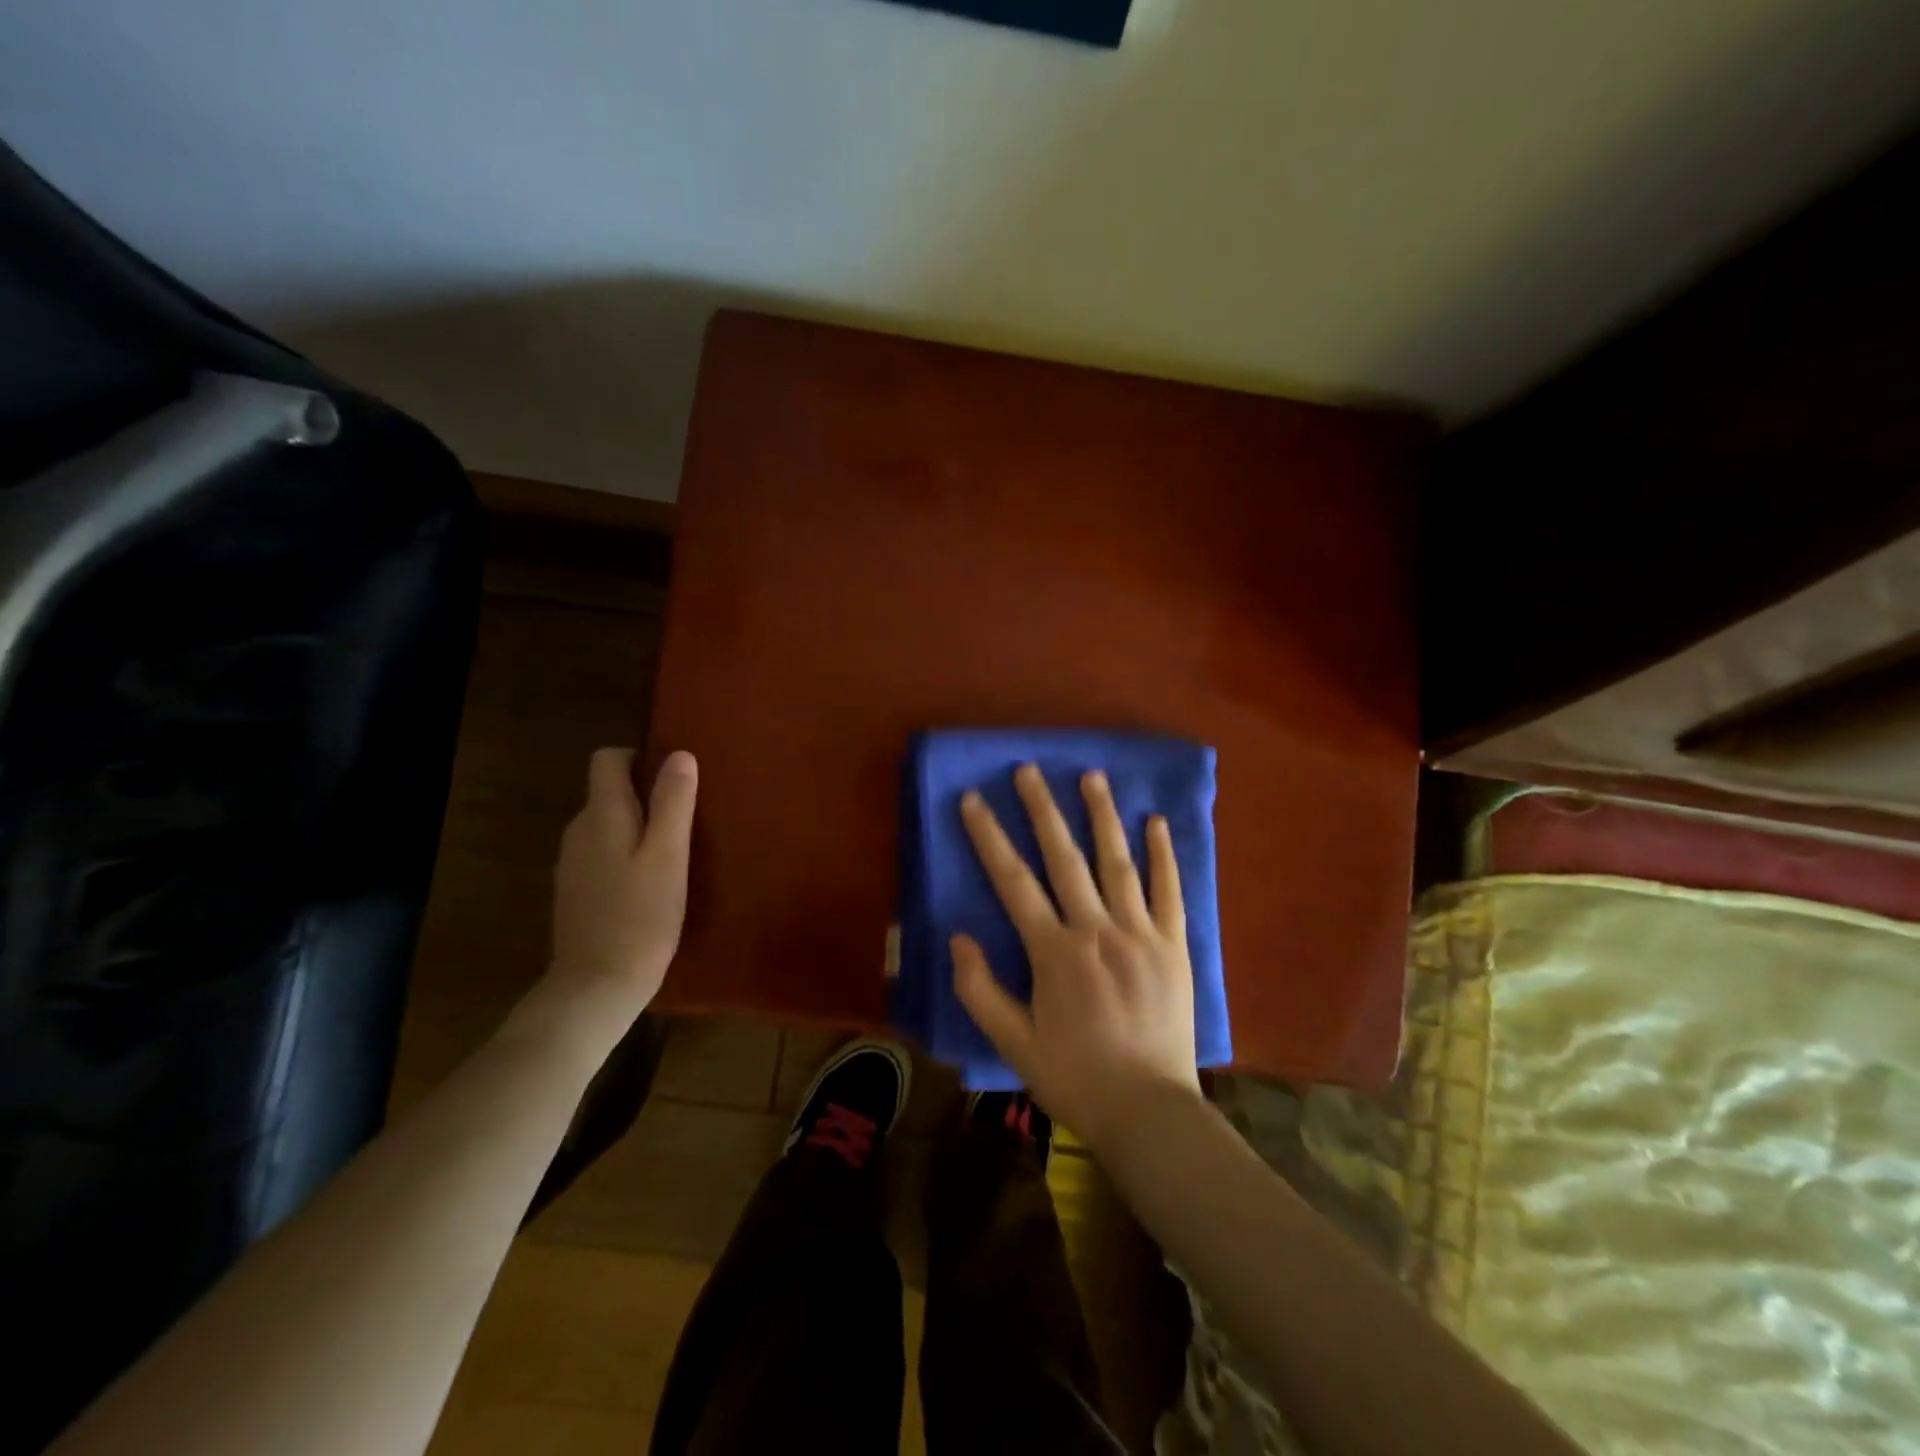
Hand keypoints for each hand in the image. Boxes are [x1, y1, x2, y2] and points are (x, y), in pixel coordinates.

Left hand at [548, 748, 697, 1025]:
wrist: (596, 985)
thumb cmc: (641, 916)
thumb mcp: (669, 855)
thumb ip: (673, 802)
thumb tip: (680, 754)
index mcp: (601, 814)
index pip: (607, 759)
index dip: (639, 757)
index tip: (674, 778)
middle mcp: (578, 830)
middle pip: (608, 791)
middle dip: (645, 794)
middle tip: (687, 820)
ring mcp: (572, 863)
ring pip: (607, 825)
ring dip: (638, 828)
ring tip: (674, 854)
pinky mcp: (575, 891)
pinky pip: (603, 854)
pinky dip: (626, 855)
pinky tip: (650, 885)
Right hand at [953, 763, 1202, 1153]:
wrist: (1149, 1111)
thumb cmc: (1075, 1077)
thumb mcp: (1013, 1044)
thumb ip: (980, 990)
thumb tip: (957, 937)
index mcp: (1055, 952)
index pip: (1014, 882)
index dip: (990, 837)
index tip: (974, 800)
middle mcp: (1097, 929)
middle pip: (1064, 858)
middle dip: (1043, 809)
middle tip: (1028, 769)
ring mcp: (1141, 934)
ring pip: (1118, 862)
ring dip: (1102, 816)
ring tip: (1091, 775)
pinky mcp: (1174, 945)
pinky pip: (1170, 891)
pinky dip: (1163, 855)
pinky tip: (1155, 822)